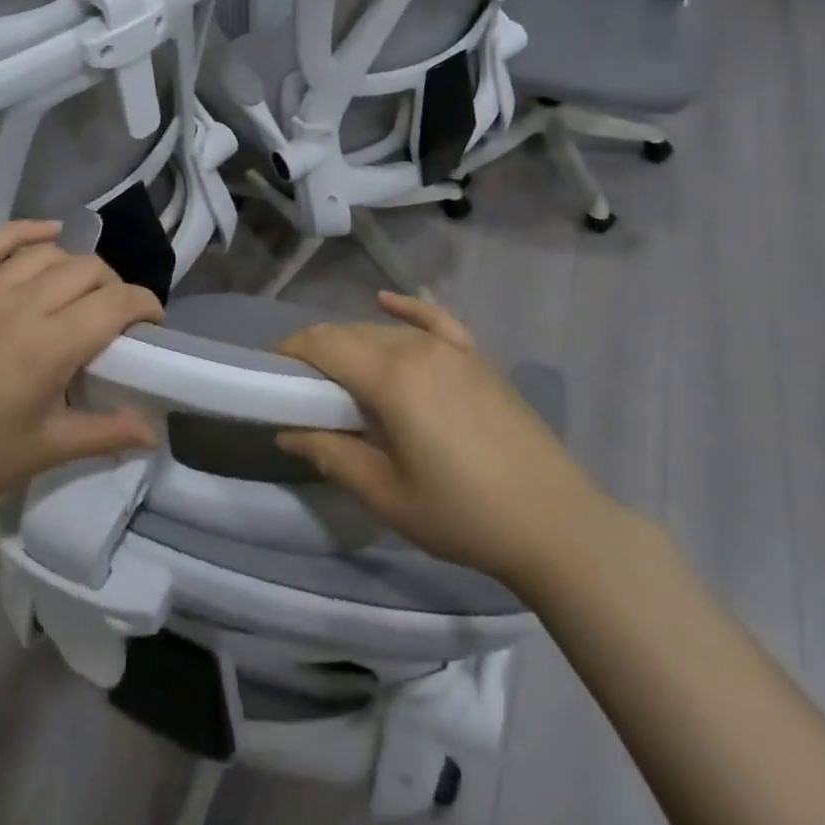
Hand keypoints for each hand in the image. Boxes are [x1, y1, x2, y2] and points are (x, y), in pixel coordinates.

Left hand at [0, 220, 163, 517]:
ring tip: (85, 292)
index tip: (154, 323)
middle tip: (117, 319)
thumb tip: (155, 432)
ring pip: (49, 255)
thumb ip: (107, 433)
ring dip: (78, 267)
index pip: (115, 303)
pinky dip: (25, 231)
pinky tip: (49, 234)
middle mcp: (20, 308)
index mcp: (47, 348)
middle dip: (116, 287)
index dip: (145, 304)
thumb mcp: (48, 449)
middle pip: (87, 271)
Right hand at [276, 292, 605, 589]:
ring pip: (387, 330)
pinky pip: (434, 319)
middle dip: (319, 351)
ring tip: (339, 375)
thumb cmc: (463, 515)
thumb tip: (286, 431)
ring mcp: (452, 348)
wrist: (554, 523)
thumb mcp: (387, 494)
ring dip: (355, 343)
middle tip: (301, 388)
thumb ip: (332, 454)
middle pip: (352, 333)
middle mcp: (418, 348)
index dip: (291, 351)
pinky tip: (387, 301)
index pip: (325, 344)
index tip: (270, 372)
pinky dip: (407, 308)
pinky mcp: (477, 357)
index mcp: (392, 378)